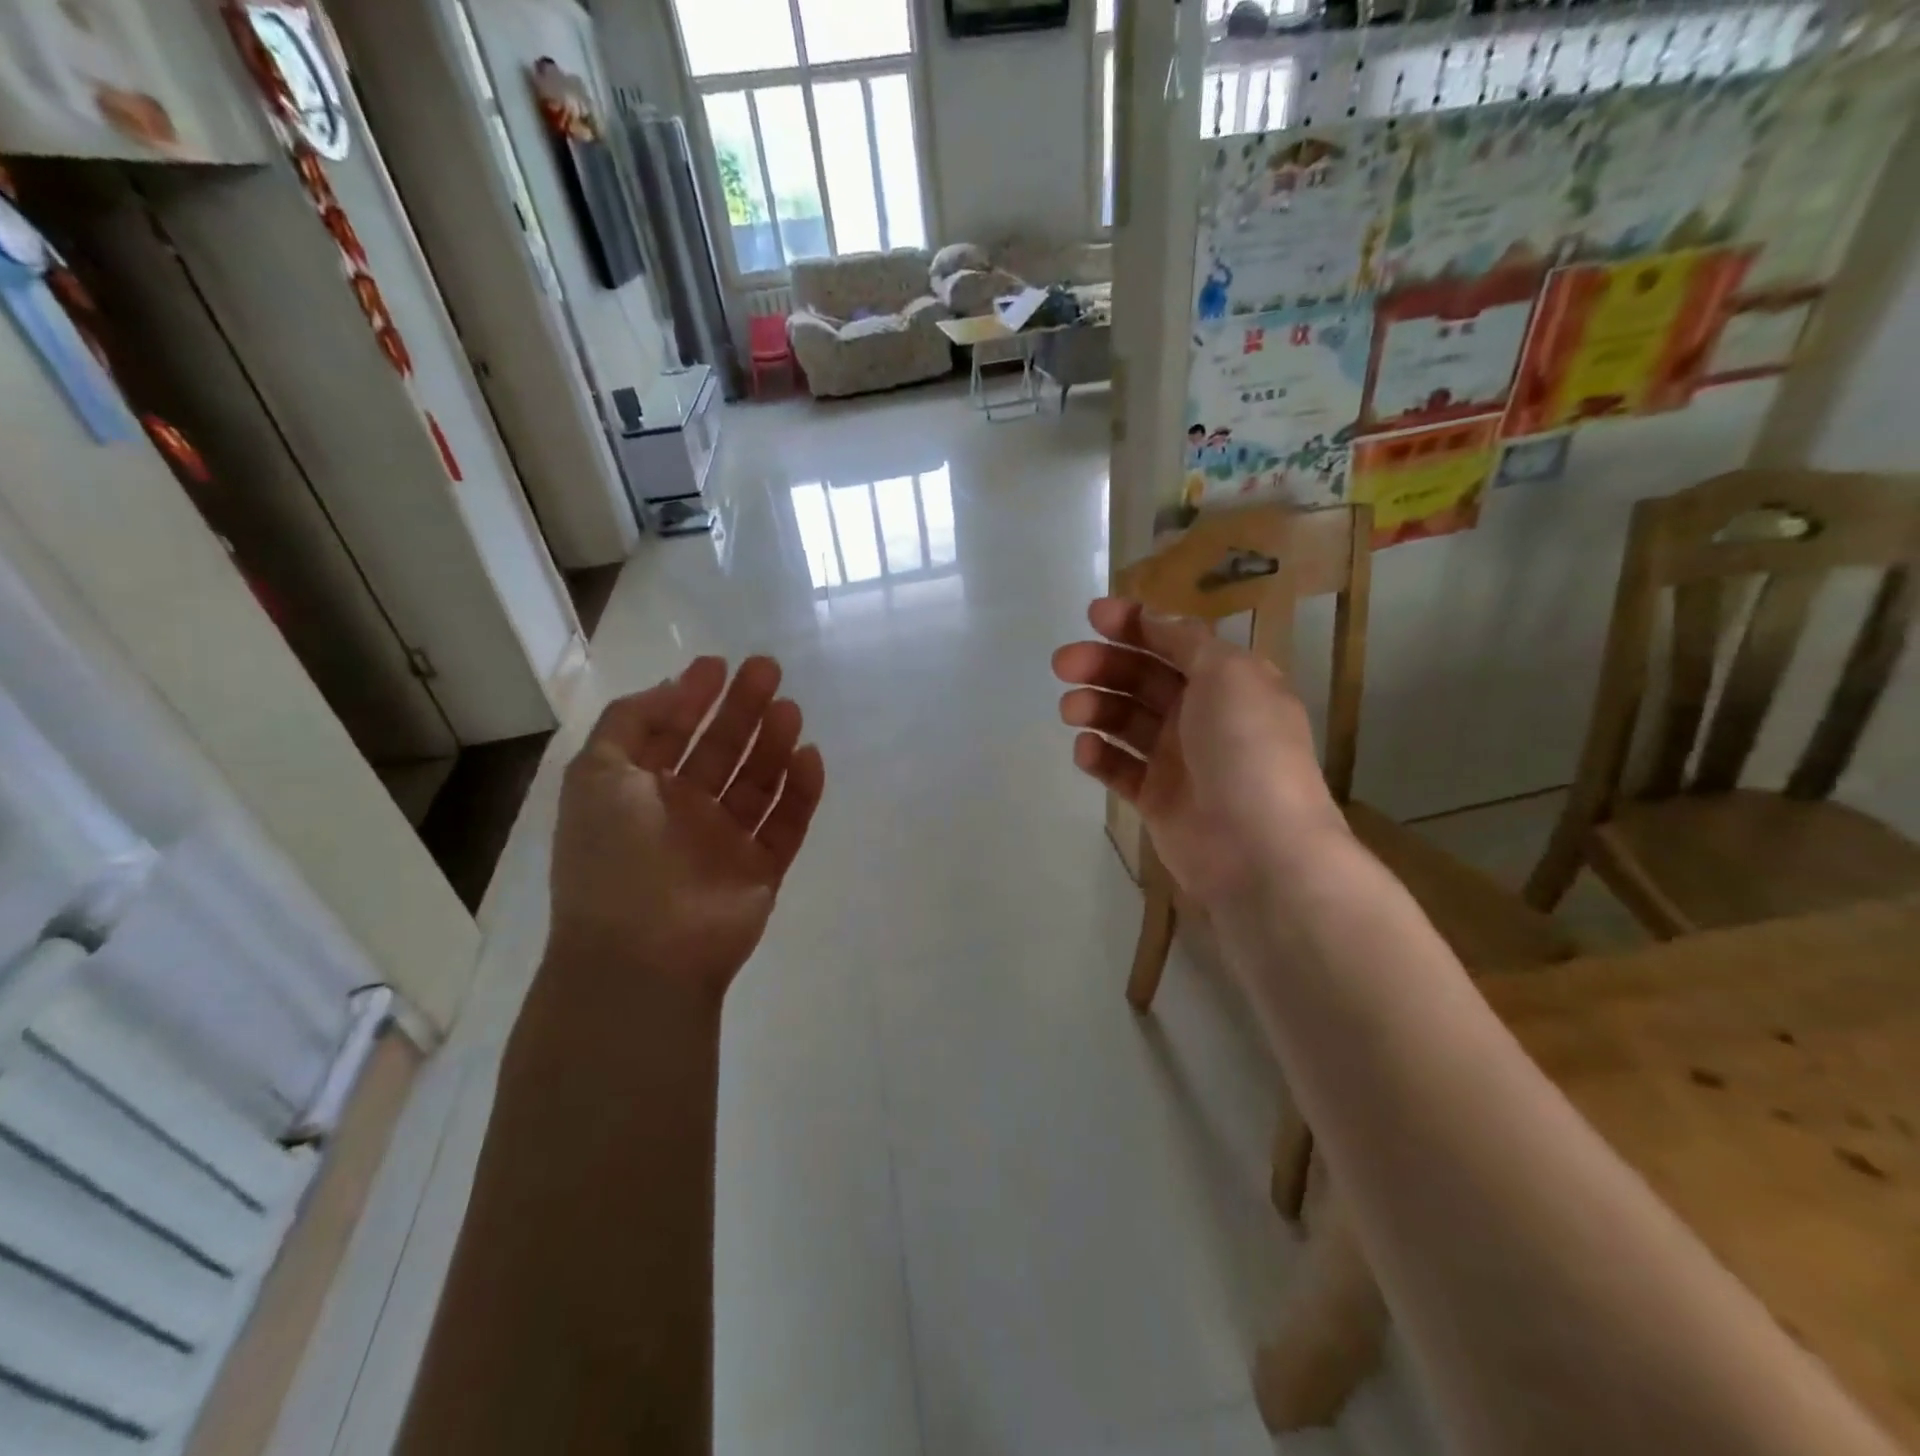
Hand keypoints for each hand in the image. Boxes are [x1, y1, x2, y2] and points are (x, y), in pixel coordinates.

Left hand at [546, 656, 825, 1004]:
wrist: (643, 954)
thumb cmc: (612, 856)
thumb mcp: (596, 774)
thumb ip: (629, 722)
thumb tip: (671, 688)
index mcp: (638, 792)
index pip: (671, 734)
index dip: (693, 698)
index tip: (720, 664)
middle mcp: (682, 813)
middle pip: (721, 751)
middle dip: (742, 709)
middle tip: (768, 670)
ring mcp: (725, 843)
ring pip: (757, 782)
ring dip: (774, 743)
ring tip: (790, 709)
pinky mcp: (761, 870)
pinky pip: (787, 823)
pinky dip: (800, 791)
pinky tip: (809, 756)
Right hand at [1052, 598, 1346, 906]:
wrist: (1258, 849)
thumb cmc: (1246, 749)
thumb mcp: (1228, 675)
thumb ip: (1186, 642)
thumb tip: (1155, 619)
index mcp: (1227, 682)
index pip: (1174, 642)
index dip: (1135, 626)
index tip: (1093, 616)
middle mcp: (1203, 716)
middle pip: (1143, 679)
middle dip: (1103, 665)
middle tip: (1064, 664)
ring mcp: (1178, 759)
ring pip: (1126, 721)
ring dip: (1096, 706)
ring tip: (1071, 709)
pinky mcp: (1157, 799)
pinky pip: (1120, 768)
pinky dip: (1099, 755)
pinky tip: (1085, 749)